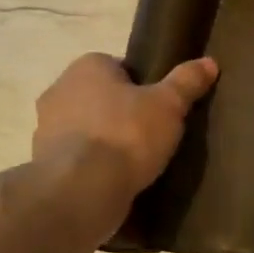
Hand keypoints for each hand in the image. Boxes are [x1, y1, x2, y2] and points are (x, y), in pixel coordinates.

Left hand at [32, 53, 217, 195]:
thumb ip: (187, 81)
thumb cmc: (127, 135)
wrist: (81, 190)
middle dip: (121, 111)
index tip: (159, 104)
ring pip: (86, 127)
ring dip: (104, 138)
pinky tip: (116, 179)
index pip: (118, 66)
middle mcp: (59, 91)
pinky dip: (92, 164)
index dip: (141, 84)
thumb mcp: (169, 104)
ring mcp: (45, 129)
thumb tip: (209, 62)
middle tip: (152, 130)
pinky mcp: (43, 164)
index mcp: (86, 67)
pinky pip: (76, 157)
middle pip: (100, 96)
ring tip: (136, 159)